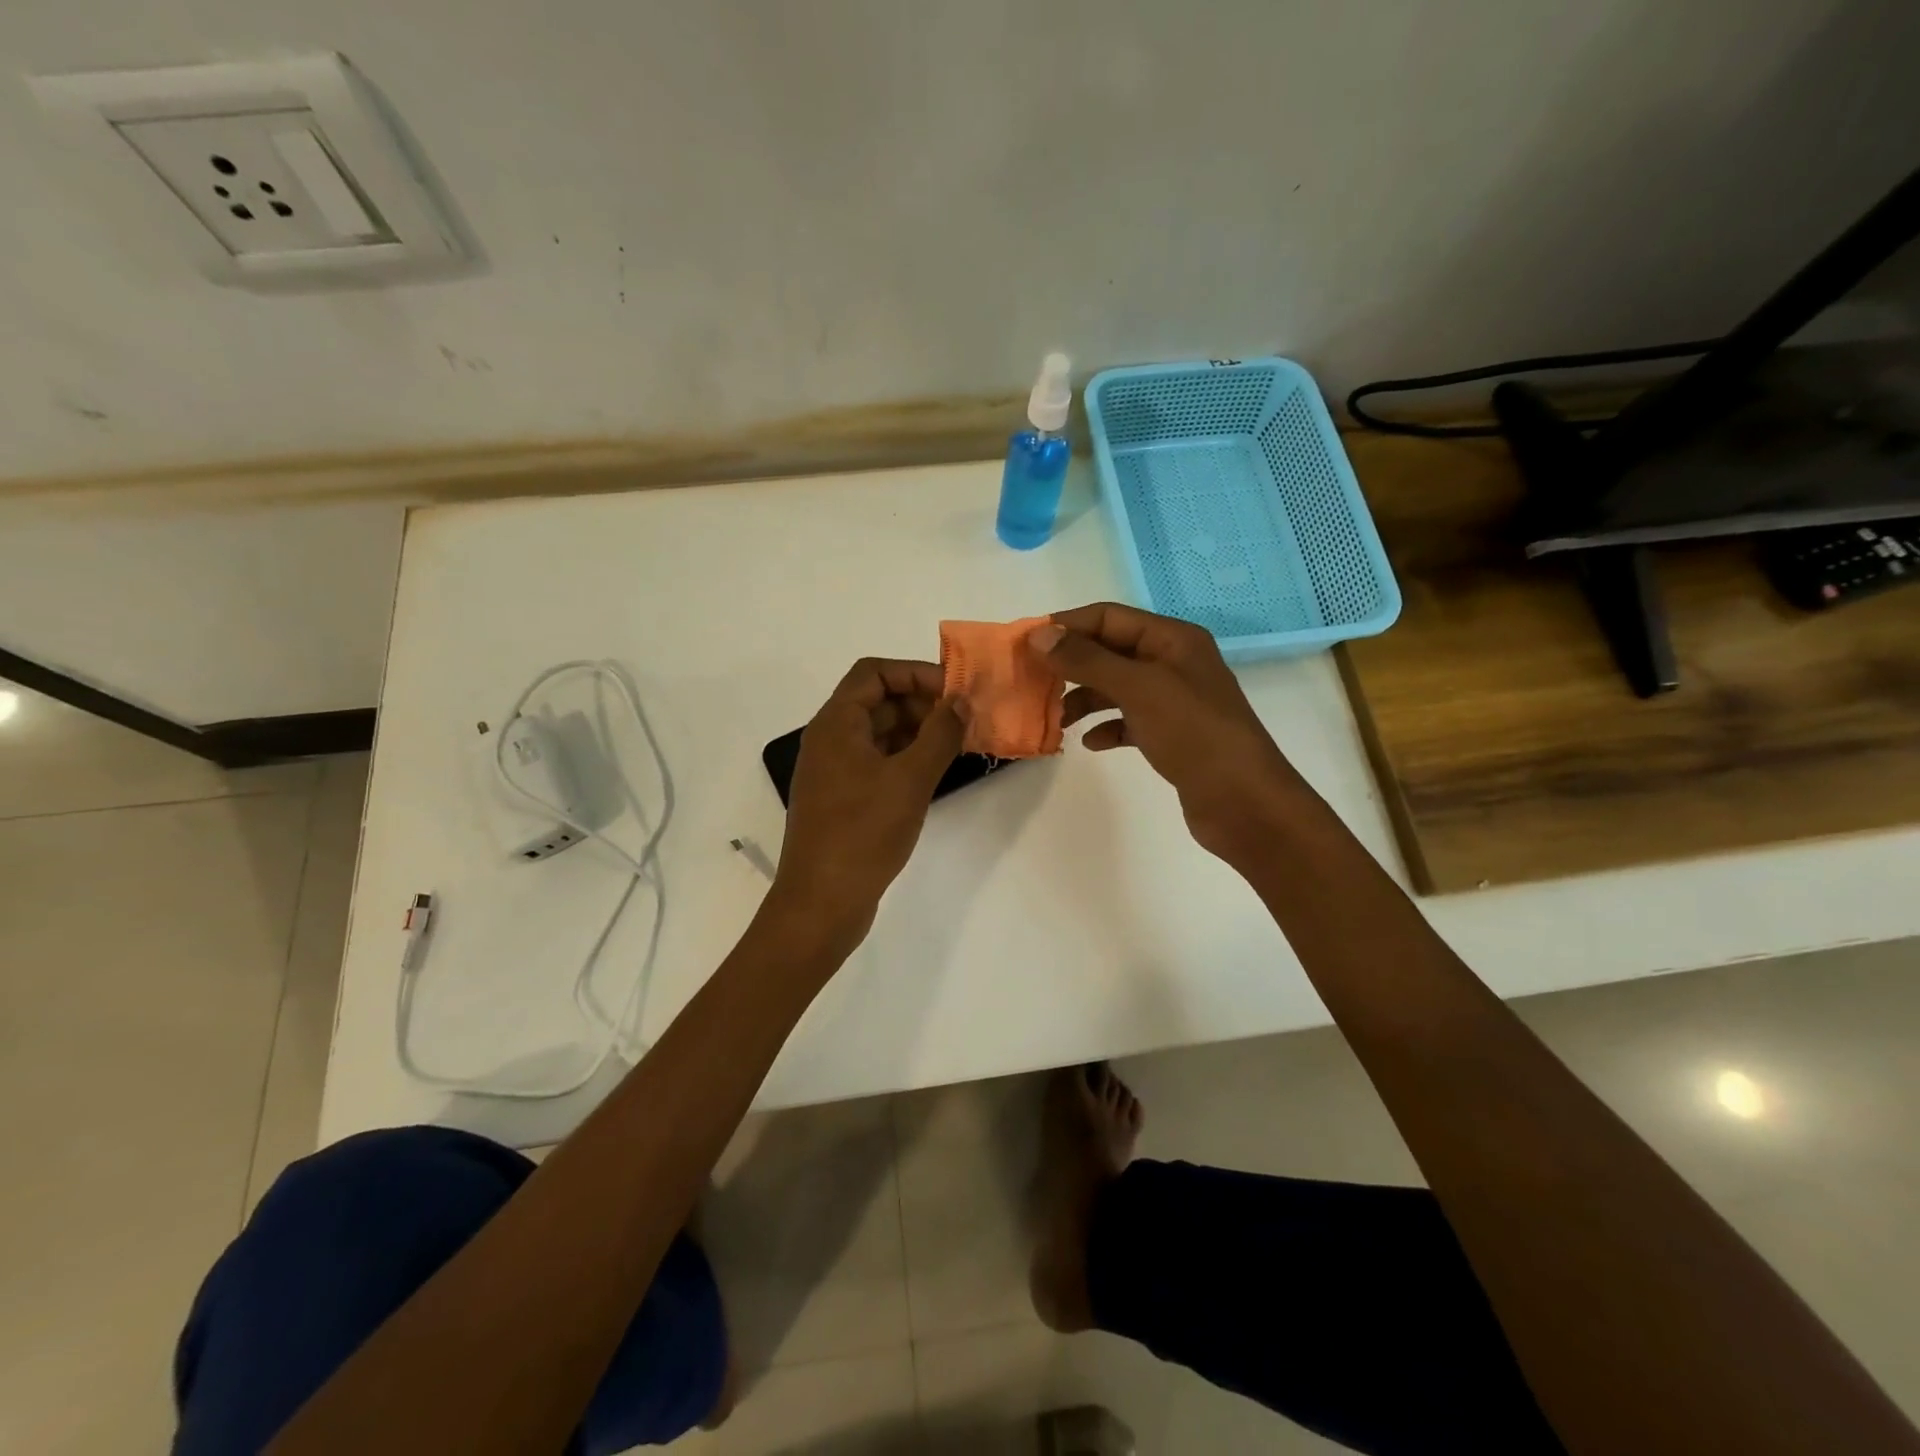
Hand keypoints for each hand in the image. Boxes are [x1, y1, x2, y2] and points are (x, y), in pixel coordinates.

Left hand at [770, 658, 965, 947]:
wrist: (821, 903)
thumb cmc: (864, 833)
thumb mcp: (910, 779)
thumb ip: (939, 735)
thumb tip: (960, 702)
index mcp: (836, 724)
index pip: (874, 672)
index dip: (915, 672)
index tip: (954, 691)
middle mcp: (830, 740)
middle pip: (877, 700)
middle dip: (922, 703)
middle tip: (964, 721)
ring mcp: (834, 771)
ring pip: (879, 733)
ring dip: (917, 732)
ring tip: (958, 745)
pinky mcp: (842, 800)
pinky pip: (877, 762)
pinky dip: (906, 759)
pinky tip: (935, 773)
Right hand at [1029, 603, 1305, 863]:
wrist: (1243, 801)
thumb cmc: (1193, 733)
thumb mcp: (1138, 688)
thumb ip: (1087, 660)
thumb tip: (1039, 635)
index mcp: (1173, 639)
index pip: (1109, 617)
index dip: (1068, 626)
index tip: (1027, 644)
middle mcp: (1174, 663)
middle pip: (1111, 651)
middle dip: (1072, 664)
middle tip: (1033, 682)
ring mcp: (1174, 700)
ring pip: (1117, 688)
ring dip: (1085, 699)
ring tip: (1057, 719)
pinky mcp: (1172, 735)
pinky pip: (1129, 721)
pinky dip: (1107, 728)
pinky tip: (1091, 744)